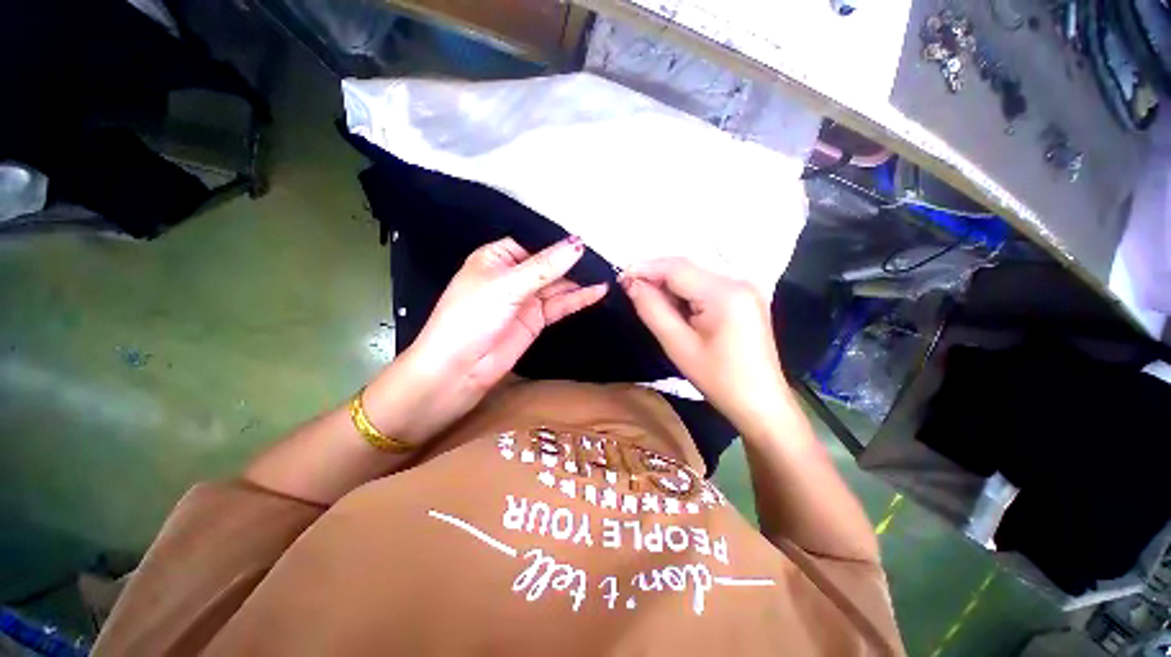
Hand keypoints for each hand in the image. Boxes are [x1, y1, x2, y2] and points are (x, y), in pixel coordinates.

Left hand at [367, 236, 607, 442]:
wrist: (458, 370)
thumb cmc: (472, 317)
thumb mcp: (508, 286)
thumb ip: (545, 266)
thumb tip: (578, 244)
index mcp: (497, 258)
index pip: (533, 242)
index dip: (558, 240)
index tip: (588, 235)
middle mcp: (512, 275)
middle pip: (548, 263)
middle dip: (573, 260)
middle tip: (604, 254)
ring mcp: (525, 299)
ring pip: (557, 285)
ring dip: (579, 280)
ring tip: (607, 272)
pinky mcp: (535, 320)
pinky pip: (559, 304)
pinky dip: (578, 299)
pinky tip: (598, 291)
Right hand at [620, 258, 788, 434]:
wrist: (761, 403)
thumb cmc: (719, 379)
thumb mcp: (679, 345)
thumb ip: (653, 310)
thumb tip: (632, 284)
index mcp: (725, 293)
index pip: (677, 268)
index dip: (646, 268)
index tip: (621, 278)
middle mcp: (738, 281)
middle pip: (687, 269)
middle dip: (656, 276)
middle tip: (631, 291)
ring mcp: (745, 288)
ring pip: (696, 276)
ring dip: (669, 285)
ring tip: (648, 300)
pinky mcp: (745, 298)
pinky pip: (707, 286)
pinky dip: (685, 293)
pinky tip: (674, 307)